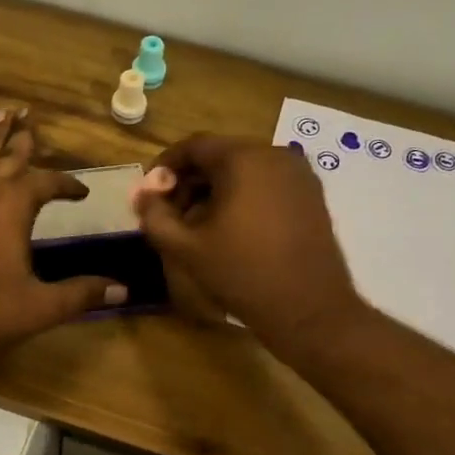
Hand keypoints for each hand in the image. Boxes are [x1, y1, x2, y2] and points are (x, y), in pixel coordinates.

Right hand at [133, 134, 364, 353]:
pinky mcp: (312, 195)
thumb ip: (155, 216)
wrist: (308, 308)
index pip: (194, 146)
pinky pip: (267, 184)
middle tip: (172, 214)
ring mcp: (299, 174)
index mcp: (243, 159)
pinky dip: (244, 197)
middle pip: (220, 156)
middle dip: (190, 181)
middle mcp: (275, 154)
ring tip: (199, 226)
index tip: (150, 193)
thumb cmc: (242, 273)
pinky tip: (232, 229)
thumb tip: (143, 195)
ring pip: (245, 170)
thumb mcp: (186, 248)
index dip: (165, 166)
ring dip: (216, 191)